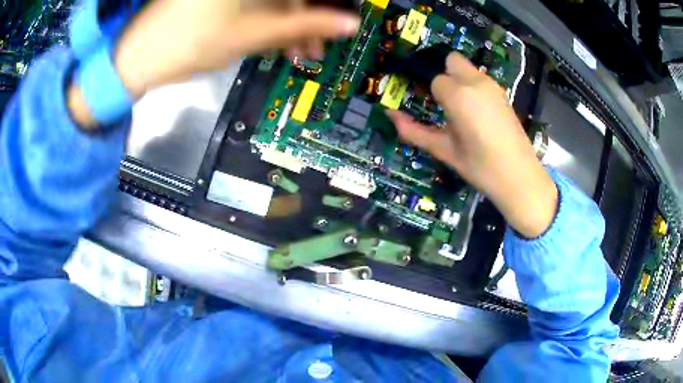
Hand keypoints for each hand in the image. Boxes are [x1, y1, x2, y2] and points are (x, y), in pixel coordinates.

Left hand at [115, 0, 359, 97]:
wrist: (138, 56)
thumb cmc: (191, 44)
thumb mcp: (252, 35)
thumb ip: (304, 25)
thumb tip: (349, 24)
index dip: (326, 6)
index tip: (340, 21)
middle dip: (306, 18)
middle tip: (316, 47)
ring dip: (289, 23)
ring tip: (297, 52)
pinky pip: (255, 2)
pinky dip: (268, 19)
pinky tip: (274, 39)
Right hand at [387, 53, 557, 237]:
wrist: (520, 177)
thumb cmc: (480, 167)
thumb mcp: (444, 150)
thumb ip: (414, 131)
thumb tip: (390, 115)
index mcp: (458, 95)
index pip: (435, 79)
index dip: (429, 93)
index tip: (429, 107)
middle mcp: (476, 82)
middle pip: (452, 60)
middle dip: (443, 73)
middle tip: (441, 100)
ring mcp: (493, 86)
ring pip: (468, 68)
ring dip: (458, 79)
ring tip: (459, 109)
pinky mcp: (503, 94)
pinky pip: (481, 79)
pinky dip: (472, 87)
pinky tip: (475, 113)